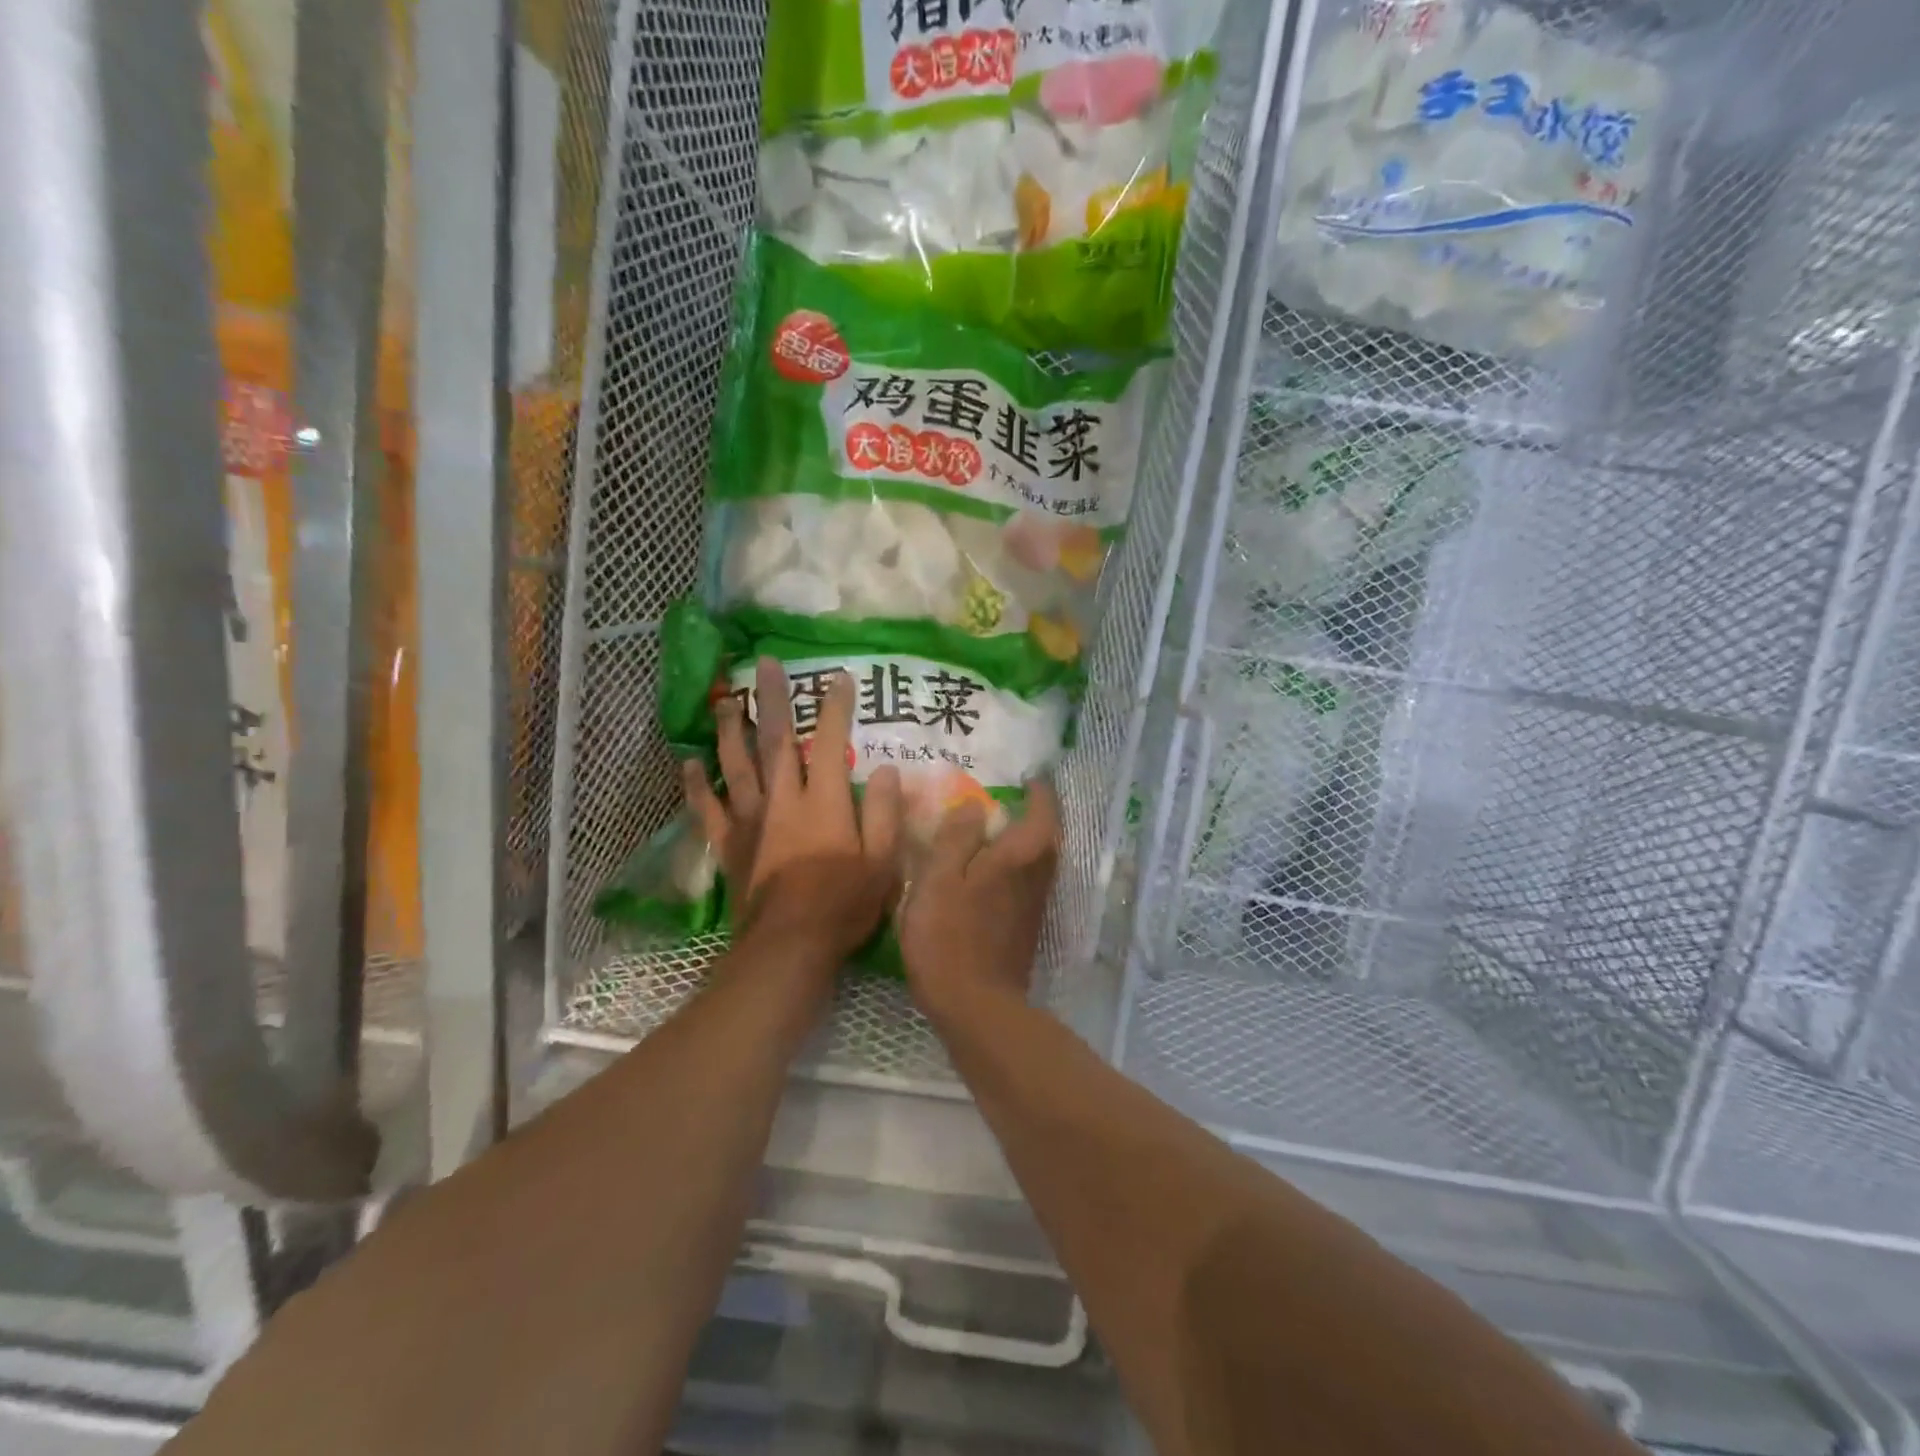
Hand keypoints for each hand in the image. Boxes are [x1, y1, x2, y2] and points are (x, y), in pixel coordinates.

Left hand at [685, 658, 901, 961]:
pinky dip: (696, 786)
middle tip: (764, 664)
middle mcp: (783, 799)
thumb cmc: (844, 905)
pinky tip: (688, 764)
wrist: (788, 948)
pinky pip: (708, 809)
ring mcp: (751, 821)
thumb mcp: (883, 863)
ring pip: (736, 765)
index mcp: (824, 800)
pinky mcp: (729, 846)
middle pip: (776, 740)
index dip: (836, 708)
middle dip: (773, 700)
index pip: (831, 742)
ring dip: (730, 730)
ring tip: (725, 701)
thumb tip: (887, 769)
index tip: (839, 678)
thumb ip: (885, 813)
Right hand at [897, 781, 1059, 1024]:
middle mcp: (1037, 877)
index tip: (1028, 777)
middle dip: (1035, 815)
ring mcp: (1034, 906)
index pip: (1043, 811)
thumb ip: (957, 838)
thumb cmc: (949, 936)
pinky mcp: (1025, 928)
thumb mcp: (939, 878)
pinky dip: (1013, 867)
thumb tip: (974, 805)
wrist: (975, 1007)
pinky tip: (987, 873)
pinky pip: (1025, 882)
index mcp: (1020, 856)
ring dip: (1024, 841)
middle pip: (1047, 837)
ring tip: (994, 831)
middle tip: (1010, 800)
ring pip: (1037, 861)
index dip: (1039, 791)